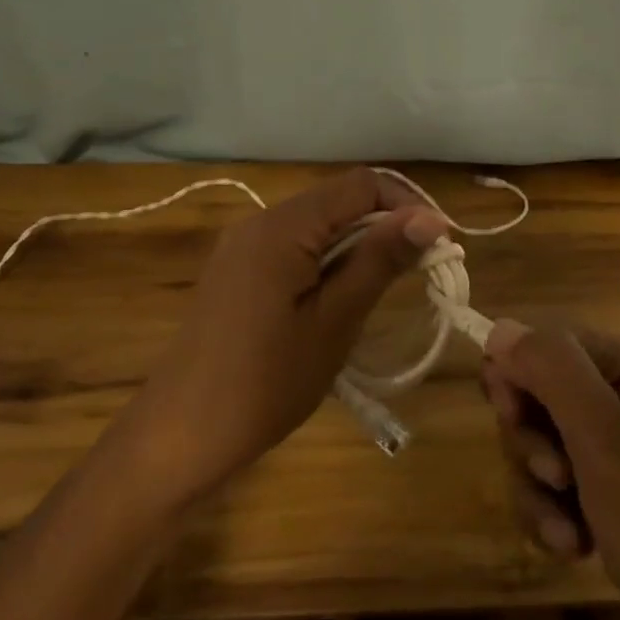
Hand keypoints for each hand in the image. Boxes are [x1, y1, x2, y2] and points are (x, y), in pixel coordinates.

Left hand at [112, 170, 445, 505]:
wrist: (180, 434)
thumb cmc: (265, 381)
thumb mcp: (334, 321)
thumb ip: (379, 260)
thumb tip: (429, 217)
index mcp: (283, 226)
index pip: (361, 185)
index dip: (407, 206)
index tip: (439, 247)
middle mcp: (260, 221)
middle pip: (338, 200)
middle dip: (385, 226)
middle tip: (420, 272)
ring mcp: (243, 246)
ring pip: (317, 225)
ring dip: (358, 246)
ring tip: (386, 289)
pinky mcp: (237, 271)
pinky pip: (294, 247)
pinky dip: (328, 262)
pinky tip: (340, 299)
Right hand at [482, 322, 619, 619]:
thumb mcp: (608, 441)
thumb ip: (552, 373)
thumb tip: (500, 325)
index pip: (543, 344)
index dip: (515, 378)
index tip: (512, 419)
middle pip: (538, 398)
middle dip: (530, 444)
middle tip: (557, 481)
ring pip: (543, 450)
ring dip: (539, 492)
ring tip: (568, 536)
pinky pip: (562, 493)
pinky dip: (556, 518)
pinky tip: (576, 551)